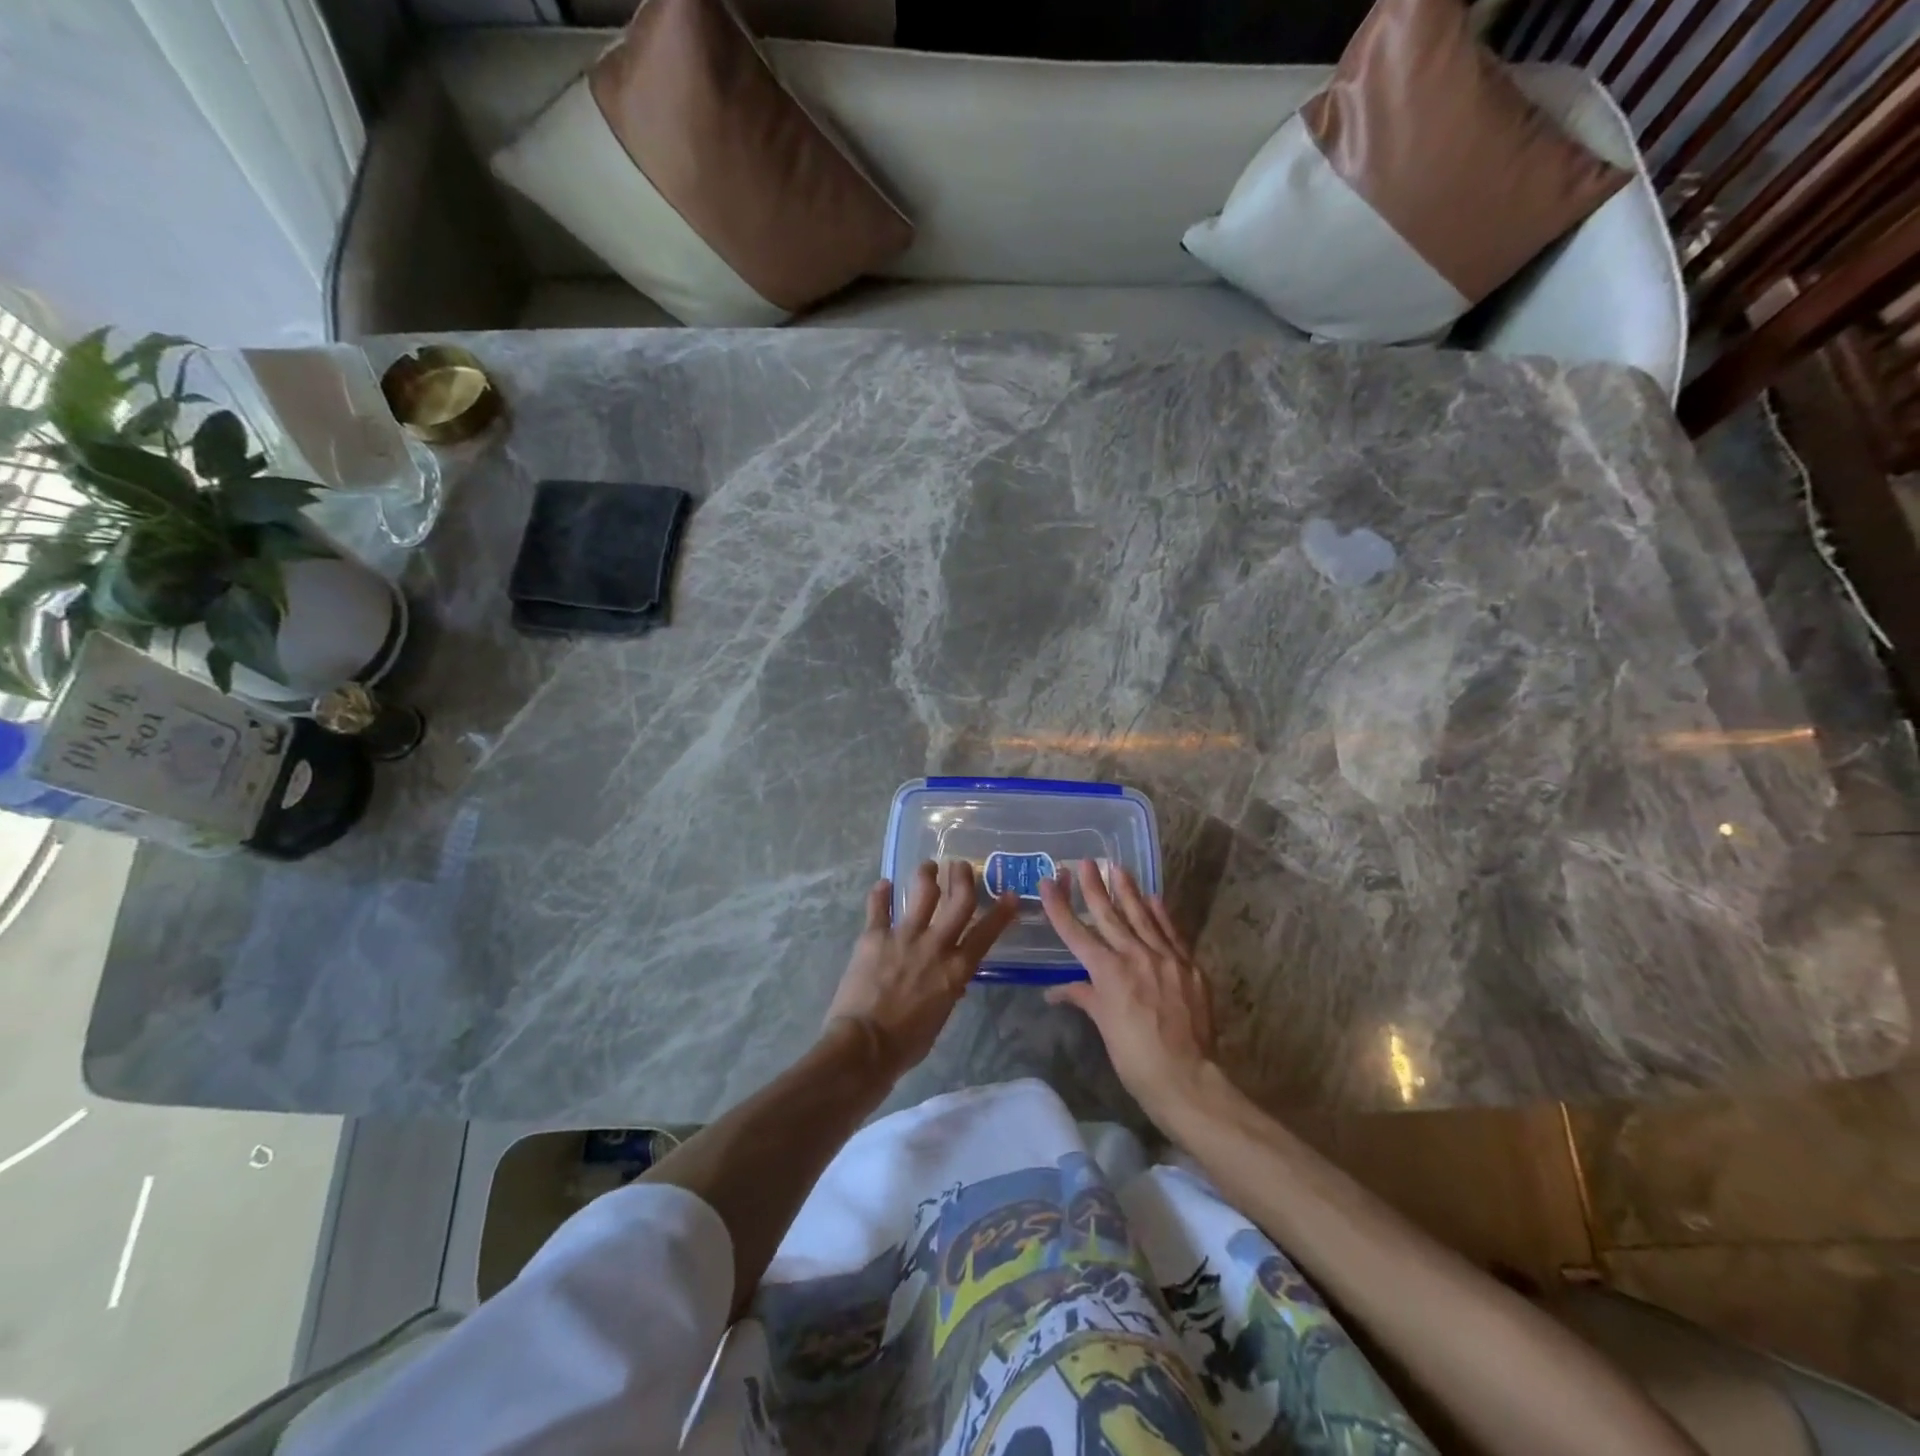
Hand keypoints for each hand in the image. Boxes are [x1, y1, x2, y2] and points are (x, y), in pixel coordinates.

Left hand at [825, 860, 1019, 1081]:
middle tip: (960, 866)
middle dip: (963, 878)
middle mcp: (935, 945)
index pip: (986, 933)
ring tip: (927, 866)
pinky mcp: (874, 936)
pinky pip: (878, 907)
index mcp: (956, 969)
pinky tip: (882, 884)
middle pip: (959, 900)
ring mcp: (904, 937)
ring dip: (926, 874)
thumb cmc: (906, 1044)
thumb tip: (953, 983)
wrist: (865, 1047)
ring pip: (922, 892)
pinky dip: (880, 893)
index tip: (1009, 895)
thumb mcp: (940, 1018)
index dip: (1001, 912)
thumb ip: (948, 992)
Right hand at [1040, 860, 1217, 1120]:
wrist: (1186, 1077)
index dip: (1060, 906)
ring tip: (1117, 868)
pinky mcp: (1188, 966)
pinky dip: (1161, 914)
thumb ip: (1084, 998)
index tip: (1049, 881)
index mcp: (1108, 972)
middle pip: (1109, 915)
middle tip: (1086, 862)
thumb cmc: (1135, 1057)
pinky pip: (1171, 932)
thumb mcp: (1103, 1026)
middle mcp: (1134, 956)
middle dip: (1094, 887)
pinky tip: (1154, 898)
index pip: (1076, 932)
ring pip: (1142, 916)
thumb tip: (1055, 990)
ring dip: (1128, 891)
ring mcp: (1165, 958)